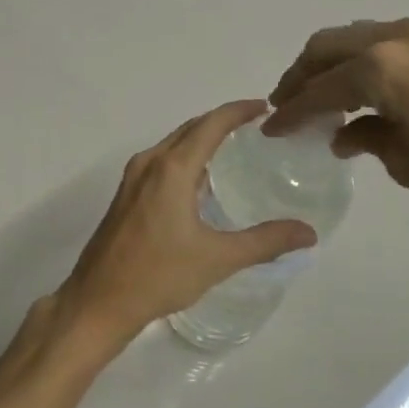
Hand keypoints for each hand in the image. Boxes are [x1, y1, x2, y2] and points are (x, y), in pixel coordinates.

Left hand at [52, 100, 316, 352]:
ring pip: (172, 145)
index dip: (238, 111)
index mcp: (171, 169)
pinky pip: (160, 162)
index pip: (210, 125)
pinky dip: (184, 158)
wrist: (99, 300)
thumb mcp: (218, 259)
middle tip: (256, 126)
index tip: (264, 108)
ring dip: (200, 139)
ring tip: (234, 148)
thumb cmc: (159, 275)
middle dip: (221, 121)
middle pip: (189, 129)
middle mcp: (149, 163)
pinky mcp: (125, 196)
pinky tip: (201, 181)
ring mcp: (132, 179)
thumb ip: (265, 242)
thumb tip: (308, 232)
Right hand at [263, 17, 408, 223]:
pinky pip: (381, 42)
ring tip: (320, 97)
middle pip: (326, 48)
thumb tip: (344, 134)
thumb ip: (366, 139)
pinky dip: (359, 61)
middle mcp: (393, 38)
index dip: (290, 112)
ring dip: (330, 65)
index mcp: (377, 68)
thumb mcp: (408, 162)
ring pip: (353, 39)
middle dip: (300, 76)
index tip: (271, 129)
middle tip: (287, 105)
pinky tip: (361, 91)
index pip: (318, 90)